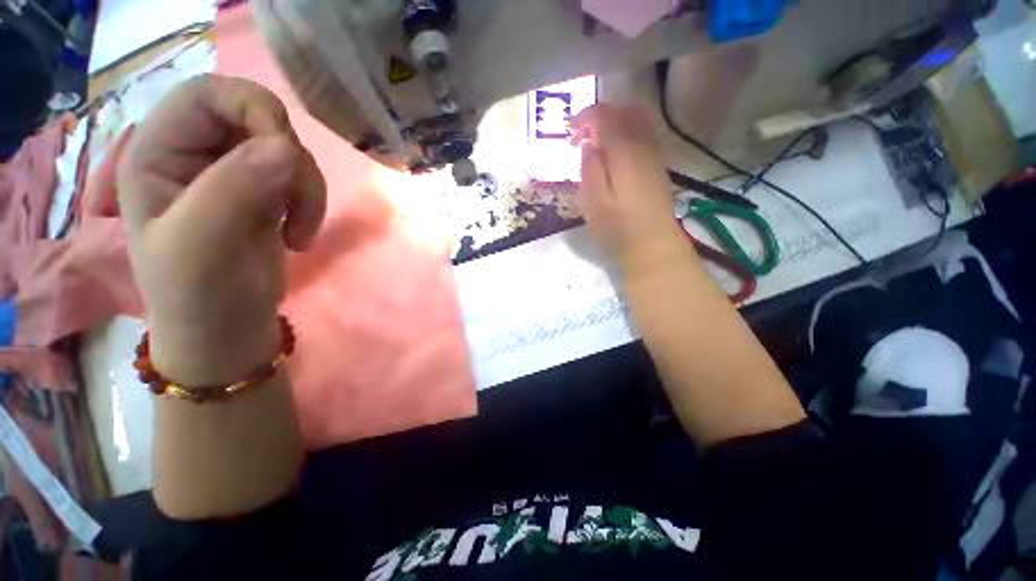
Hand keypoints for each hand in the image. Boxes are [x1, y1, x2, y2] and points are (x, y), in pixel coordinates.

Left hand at [117, 75, 325, 385]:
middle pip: (258, 120)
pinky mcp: (266, 195)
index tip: (286, 156)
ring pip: (289, 152)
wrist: (227, 331)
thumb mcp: (202, 246)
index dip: (253, 110)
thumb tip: (286, 147)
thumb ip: (234, 190)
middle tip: (295, 204)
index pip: (208, 94)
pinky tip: (298, 236)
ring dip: (307, 190)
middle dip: (290, 161)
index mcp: (158, 151)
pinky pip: (301, 179)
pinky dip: (312, 204)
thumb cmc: (198, 296)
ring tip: (298, 233)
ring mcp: (233, 174)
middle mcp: (195, 154)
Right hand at [570, 105, 683, 274]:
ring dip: (613, 123)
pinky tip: (613, 154)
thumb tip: (588, 145)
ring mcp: (654, 154)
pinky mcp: (658, 166)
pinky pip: (644, 134)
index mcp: (624, 152)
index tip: (569, 133)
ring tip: (595, 143)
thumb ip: (589, 169)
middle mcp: (643, 145)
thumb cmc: (618, 228)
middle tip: (581, 135)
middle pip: (624, 110)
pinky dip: (626, 133)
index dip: (584, 117)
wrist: (653, 247)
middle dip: (600, 116)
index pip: (605, 116)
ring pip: (637, 119)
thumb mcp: (593, 202)